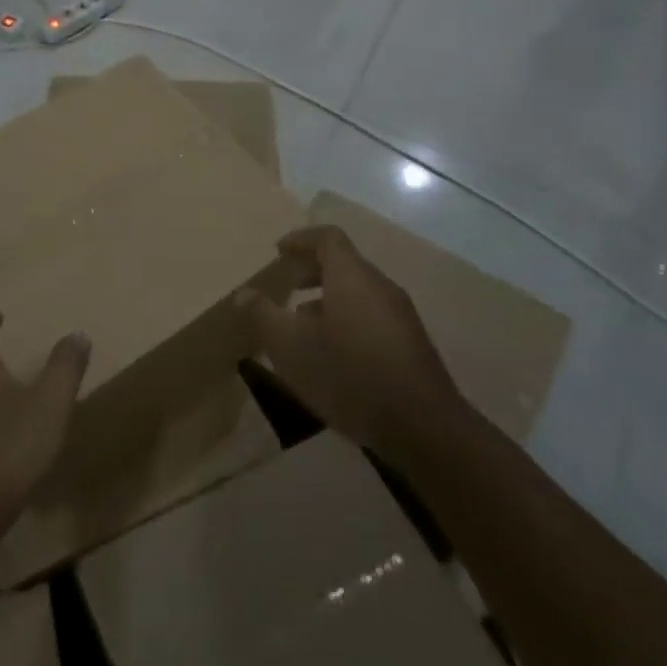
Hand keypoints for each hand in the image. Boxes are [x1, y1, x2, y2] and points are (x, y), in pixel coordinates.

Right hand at [237, 226, 461, 460]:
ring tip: (303, 326)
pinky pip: (371, 316)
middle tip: (288, 287)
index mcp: (352, 277)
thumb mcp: (290, 346)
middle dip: (313, 271)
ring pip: (358, 293)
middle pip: (345, 264)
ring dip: (328, 299)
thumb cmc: (348, 374)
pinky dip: (347, 319)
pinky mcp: (410, 344)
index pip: (328, 238)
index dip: (301, 239)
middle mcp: (380, 287)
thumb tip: (243, 294)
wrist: (423, 427)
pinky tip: (333, 355)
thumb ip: (263, 315)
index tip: (279, 251)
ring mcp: (400, 316)